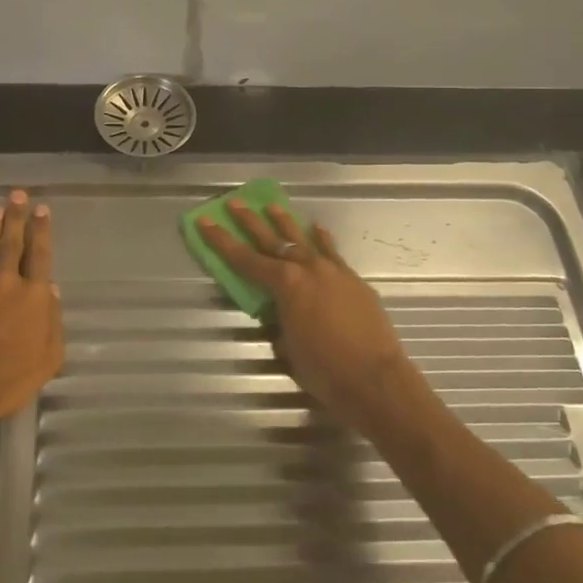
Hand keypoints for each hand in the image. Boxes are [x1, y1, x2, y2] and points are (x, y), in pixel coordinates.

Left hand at [0, 191, 64, 439]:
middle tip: (18, 195)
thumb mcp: (48, 360)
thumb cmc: (7, 380)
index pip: (40, 255)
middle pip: (13, 243)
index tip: (41, 209)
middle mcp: (6, 282)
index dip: (41, 231)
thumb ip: (53, 324)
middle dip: (17, 217)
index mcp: (33, 296)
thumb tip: (52, 292)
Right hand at [196, 200, 431, 442]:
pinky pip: (332, 253)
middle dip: (250, 221)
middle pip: (272, 240)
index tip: (205, 221)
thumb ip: (280, 325)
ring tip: (273, 206)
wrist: (376, 379)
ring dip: (286, 223)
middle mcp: (307, 269)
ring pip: (304, 239)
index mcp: (285, 285)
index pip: (245, 259)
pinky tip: (317, 229)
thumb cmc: (325, 370)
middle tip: (235, 203)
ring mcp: (334, 271)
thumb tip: (281, 318)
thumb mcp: (289, 349)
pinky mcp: (354, 280)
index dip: (222, 241)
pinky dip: (322, 240)